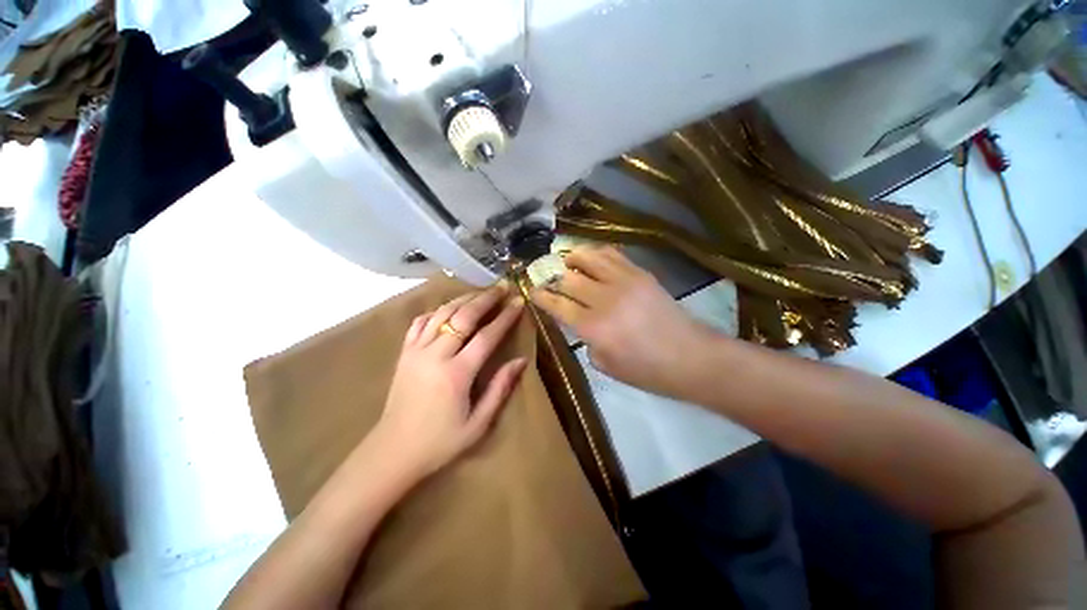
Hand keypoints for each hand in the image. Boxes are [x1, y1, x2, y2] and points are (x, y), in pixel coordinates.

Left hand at [374, 284, 527, 480]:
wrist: (392, 451)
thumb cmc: (440, 442)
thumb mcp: (478, 424)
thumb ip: (500, 388)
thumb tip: (521, 361)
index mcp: (457, 374)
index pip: (486, 336)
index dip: (505, 317)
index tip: (518, 302)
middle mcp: (436, 355)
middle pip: (464, 316)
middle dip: (486, 299)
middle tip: (502, 287)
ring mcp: (416, 351)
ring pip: (442, 313)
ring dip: (463, 299)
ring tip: (480, 291)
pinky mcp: (404, 353)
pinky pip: (420, 322)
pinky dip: (437, 310)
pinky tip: (448, 307)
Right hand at [531, 246, 716, 397]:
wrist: (690, 357)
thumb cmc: (646, 370)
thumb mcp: (605, 365)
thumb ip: (586, 341)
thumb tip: (579, 323)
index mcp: (592, 327)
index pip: (557, 304)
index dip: (541, 296)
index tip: (532, 290)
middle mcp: (604, 299)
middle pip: (568, 279)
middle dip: (552, 277)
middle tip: (548, 278)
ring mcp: (624, 282)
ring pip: (589, 258)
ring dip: (573, 257)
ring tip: (567, 260)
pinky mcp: (640, 274)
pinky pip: (613, 254)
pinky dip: (597, 253)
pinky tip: (592, 257)